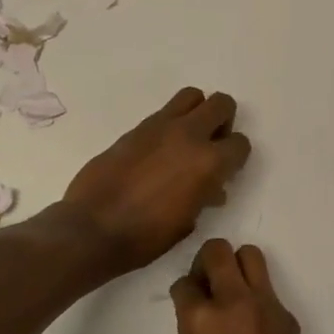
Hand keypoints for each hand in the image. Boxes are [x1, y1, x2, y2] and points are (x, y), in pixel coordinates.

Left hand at [61, 88, 251, 273]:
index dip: (236, 158)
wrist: (92, 228)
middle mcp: (189, 135)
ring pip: (192, 96)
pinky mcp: (136, 128)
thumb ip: (204, 197)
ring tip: (188, 138)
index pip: (240, 143)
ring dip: (197, 112)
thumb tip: (212, 189)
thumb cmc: (145, 237)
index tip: (225, 172)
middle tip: (212, 144)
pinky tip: (160, 149)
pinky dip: (171, 123)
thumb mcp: (187, 222)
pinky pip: (164, 112)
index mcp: (209, 162)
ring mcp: (160, 126)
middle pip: (221, 104)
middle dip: (224, 122)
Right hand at [171, 239, 318, 333]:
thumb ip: (193, 330)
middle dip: (207, 261)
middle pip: (218, 250)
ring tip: (234, 294)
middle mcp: (234, 301)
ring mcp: (266, 306)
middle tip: (208, 284)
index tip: (188, 300)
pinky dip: (258, 301)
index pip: (185, 282)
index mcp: (201, 319)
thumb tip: (199, 311)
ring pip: (251, 256)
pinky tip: (257, 331)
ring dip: (237, 267)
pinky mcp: (288, 317)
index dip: (184, 291)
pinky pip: (270, 292)